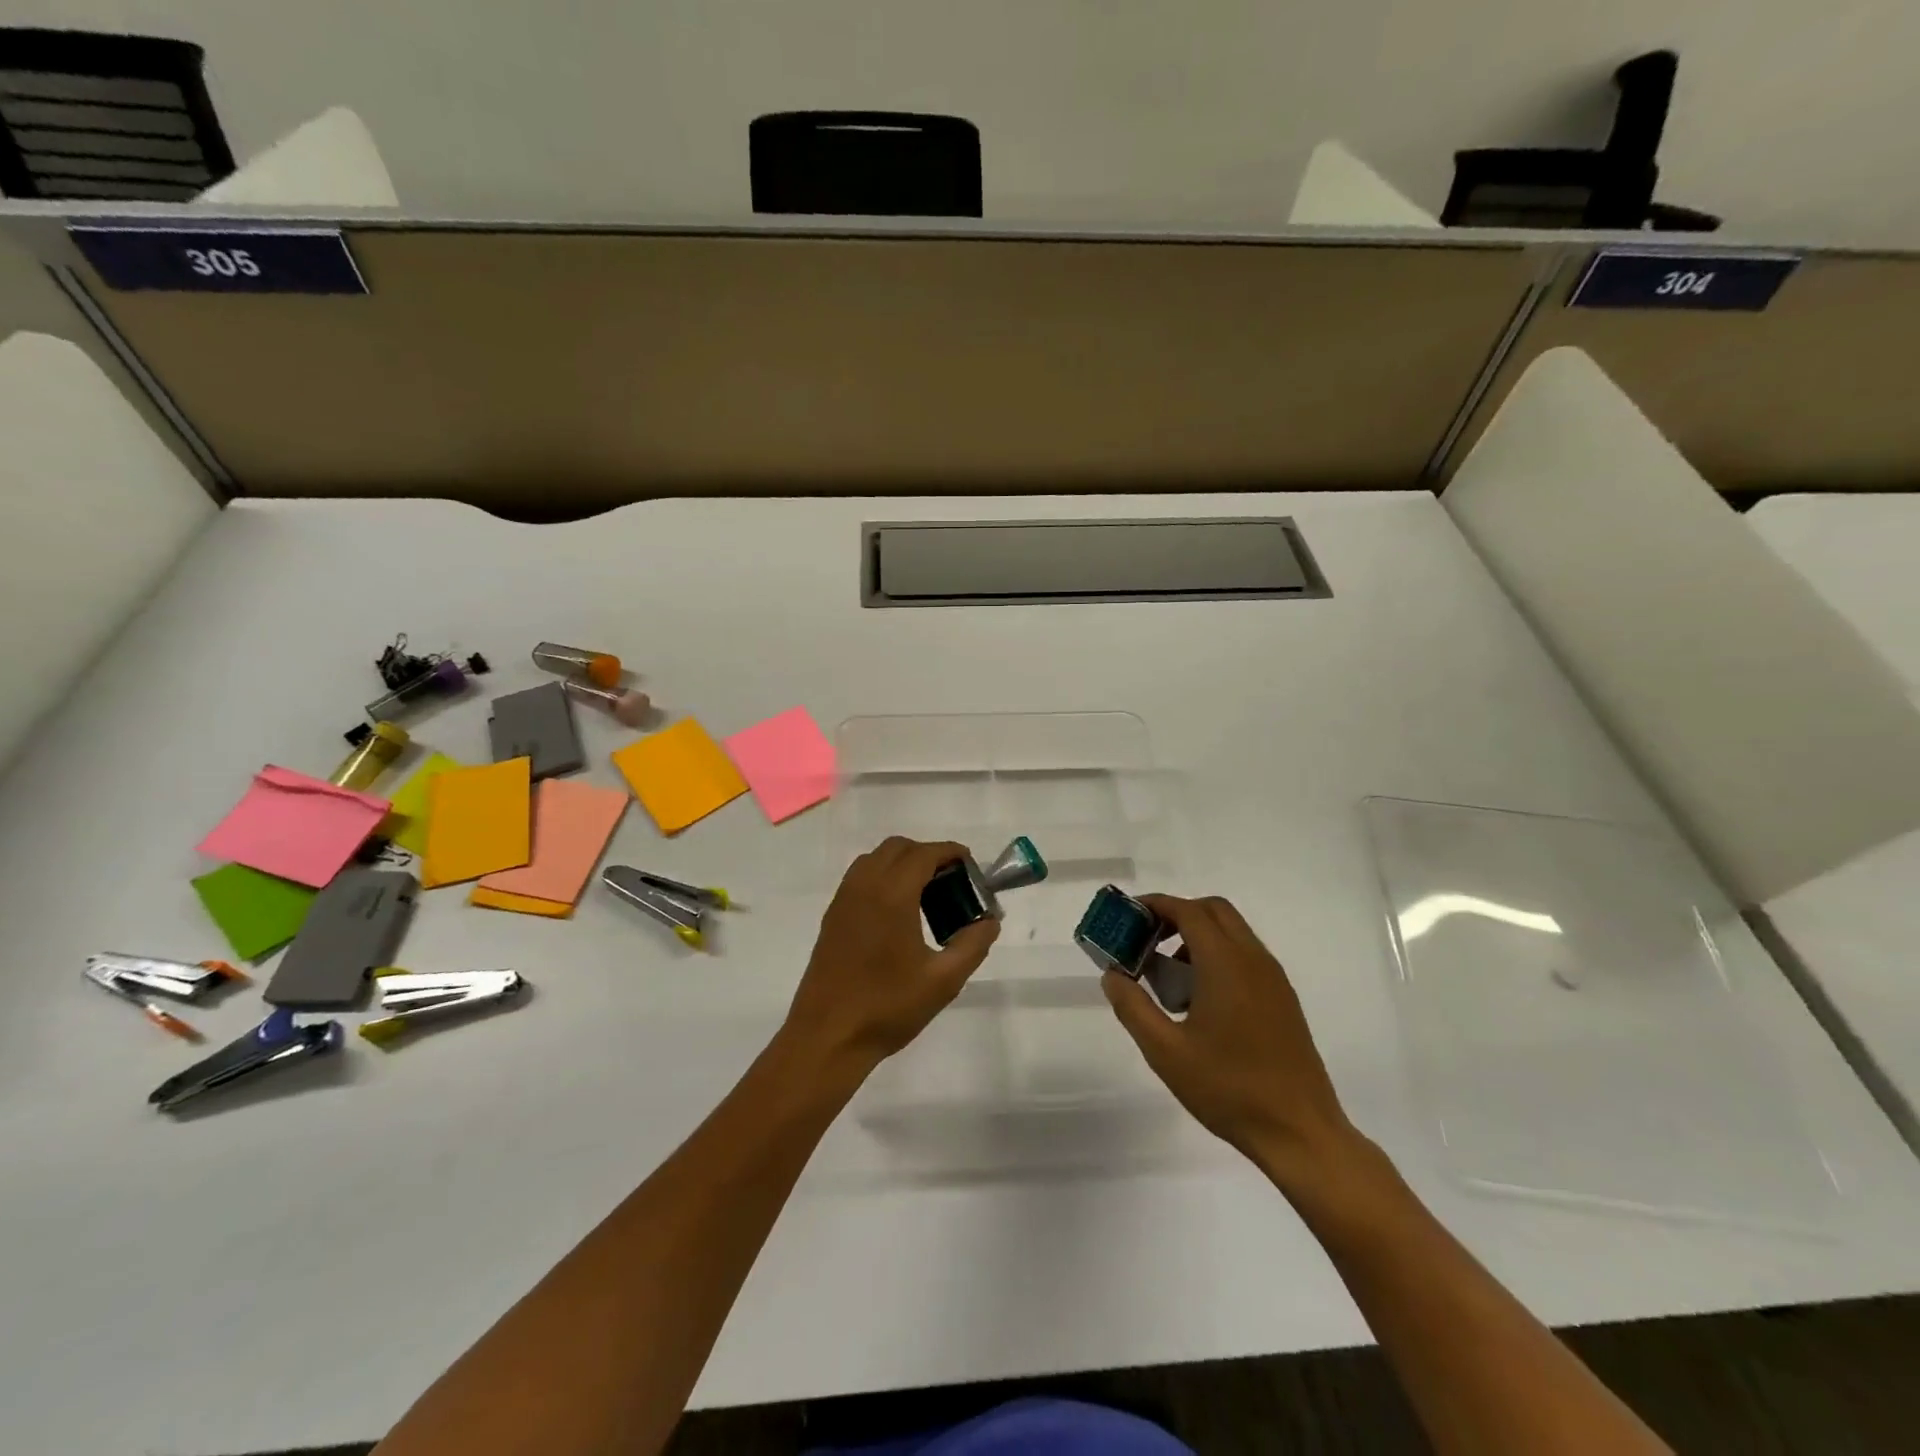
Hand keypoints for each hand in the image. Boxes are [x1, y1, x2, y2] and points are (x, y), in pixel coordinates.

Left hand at [783, 837, 999, 1077]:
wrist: (828, 1037)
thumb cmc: (888, 1007)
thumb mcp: (943, 980)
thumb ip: (972, 945)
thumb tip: (989, 921)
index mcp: (891, 895)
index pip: (923, 854)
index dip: (949, 852)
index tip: (970, 866)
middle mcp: (863, 887)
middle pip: (897, 848)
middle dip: (927, 854)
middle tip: (950, 882)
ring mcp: (843, 900)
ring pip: (875, 859)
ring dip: (902, 863)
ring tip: (925, 894)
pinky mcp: (832, 917)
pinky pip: (859, 878)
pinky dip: (882, 877)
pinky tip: (897, 912)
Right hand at [1103, 894, 1356, 1186]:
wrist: (1300, 1133)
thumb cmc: (1228, 1089)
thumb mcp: (1165, 1051)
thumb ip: (1133, 1007)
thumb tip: (1112, 975)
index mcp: (1225, 963)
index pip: (1187, 911)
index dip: (1155, 905)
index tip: (1128, 917)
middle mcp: (1253, 959)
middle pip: (1213, 911)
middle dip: (1177, 915)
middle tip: (1147, 941)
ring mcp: (1273, 979)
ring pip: (1232, 932)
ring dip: (1197, 937)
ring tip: (1169, 978)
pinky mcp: (1283, 999)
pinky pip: (1245, 956)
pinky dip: (1217, 956)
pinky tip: (1200, 1001)